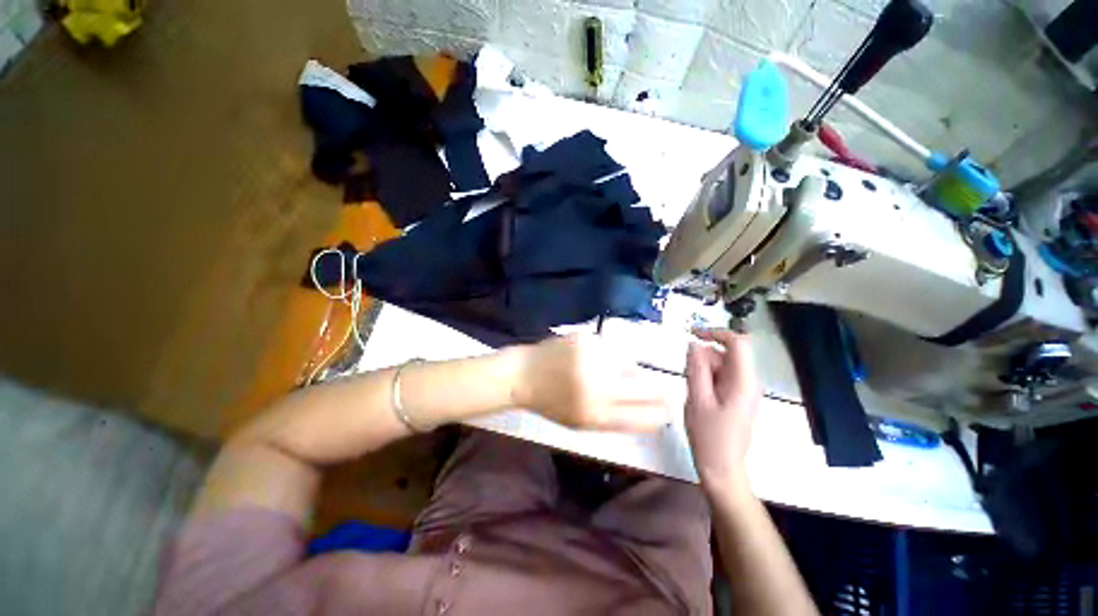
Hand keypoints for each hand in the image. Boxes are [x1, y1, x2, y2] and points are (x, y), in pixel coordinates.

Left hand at [513, 334, 670, 431]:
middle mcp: (600, 387)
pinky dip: (612, 352)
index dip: (663, 414)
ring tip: (609, 370)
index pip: (646, 418)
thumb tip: (652, 412)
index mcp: (597, 415)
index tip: (668, 409)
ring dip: (628, 368)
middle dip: (659, 391)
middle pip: (649, 389)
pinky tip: (595, 356)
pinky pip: (613, 345)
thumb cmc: (551, 403)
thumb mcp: (581, 421)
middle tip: (658, 389)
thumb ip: (617, 418)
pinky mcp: (587, 338)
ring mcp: (594, 359)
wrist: (525, 374)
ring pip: (632, 363)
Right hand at [685, 329, 761, 490]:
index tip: (691, 333)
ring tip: (692, 390)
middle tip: (688, 376)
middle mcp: (748, 382)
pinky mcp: (736, 397)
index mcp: (743, 381)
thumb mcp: (697, 399)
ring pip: (722, 365)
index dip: (715, 332)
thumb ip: (696, 369)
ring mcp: (743, 390)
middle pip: (727, 354)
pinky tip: (698, 394)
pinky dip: (706, 378)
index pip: (737, 343)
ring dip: (703, 369)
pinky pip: (721, 377)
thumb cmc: (709, 436)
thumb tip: (694, 344)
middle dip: (704, 357)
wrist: (722, 468)